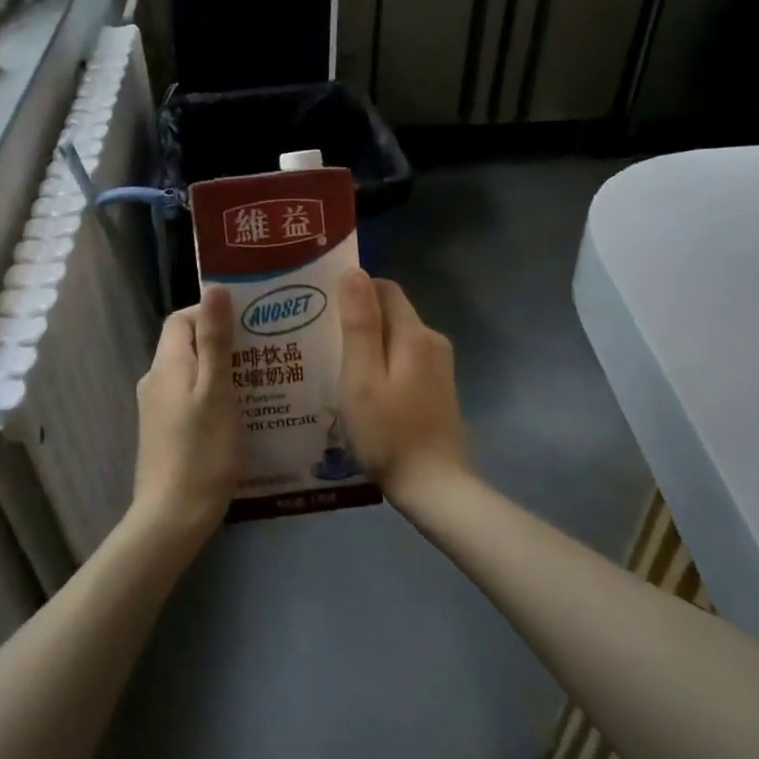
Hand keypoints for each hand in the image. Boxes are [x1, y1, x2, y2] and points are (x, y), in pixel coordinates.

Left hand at [128, 285, 239, 544]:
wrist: (173, 516)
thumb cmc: (202, 451)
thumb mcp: (216, 391)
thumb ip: (215, 340)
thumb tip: (214, 287)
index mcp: (166, 365)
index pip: (181, 318)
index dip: (210, 312)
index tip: (249, 321)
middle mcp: (156, 380)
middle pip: (188, 344)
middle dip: (224, 341)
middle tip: (265, 348)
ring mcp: (158, 408)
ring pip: (192, 373)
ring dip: (222, 369)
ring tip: (261, 377)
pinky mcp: (166, 431)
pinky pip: (191, 397)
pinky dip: (215, 394)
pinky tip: (243, 410)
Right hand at [336, 270, 470, 504]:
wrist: (433, 486)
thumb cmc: (388, 433)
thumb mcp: (361, 378)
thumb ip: (359, 324)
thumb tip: (355, 272)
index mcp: (414, 334)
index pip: (383, 289)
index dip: (352, 292)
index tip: (321, 310)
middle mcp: (432, 341)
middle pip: (390, 312)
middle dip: (357, 319)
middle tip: (319, 341)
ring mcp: (439, 366)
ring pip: (396, 338)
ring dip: (367, 344)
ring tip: (333, 365)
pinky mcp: (437, 388)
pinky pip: (403, 360)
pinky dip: (381, 364)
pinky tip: (360, 389)